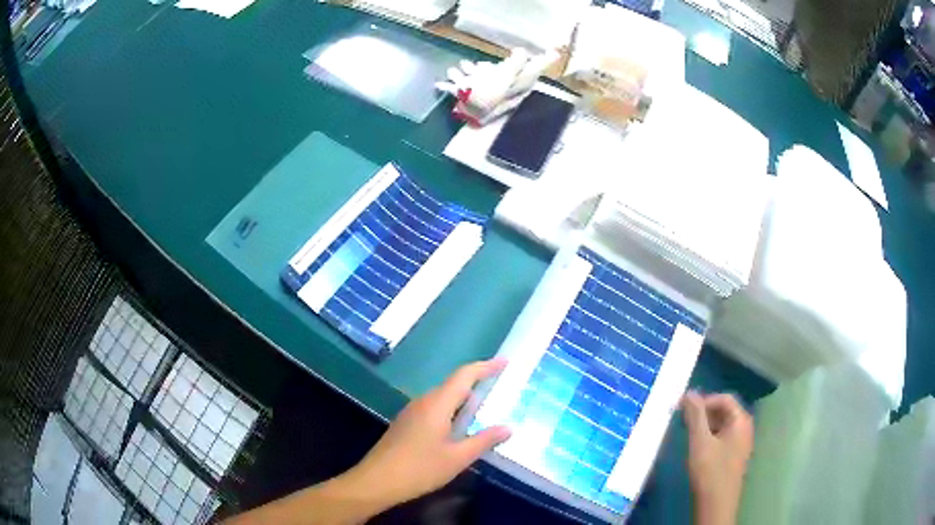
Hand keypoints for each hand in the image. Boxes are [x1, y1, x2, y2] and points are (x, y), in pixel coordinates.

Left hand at [343, 359, 511, 509]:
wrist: (376, 481)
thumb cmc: (419, 469)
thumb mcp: (457, 458)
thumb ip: (483, 440)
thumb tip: (507, 427)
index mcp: (437, 404)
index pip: (464, 375)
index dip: (485, 367)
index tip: (505, 362)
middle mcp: (423, 402)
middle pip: (453, 384)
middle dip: (477, 383)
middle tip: (500, 389)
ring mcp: (411, 412)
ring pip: (443, 397)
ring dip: (463, 399)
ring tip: (485, 409)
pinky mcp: (406, 424)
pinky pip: (433, 408)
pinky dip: (451, 411)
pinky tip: (459, 428)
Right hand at [682, 391, 753, 524]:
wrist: (717, 504)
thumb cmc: (710, 471)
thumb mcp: (700, 441)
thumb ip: (695, 416)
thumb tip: (689, 392)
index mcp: (741, 420)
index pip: (724, 398)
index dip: (703, 400)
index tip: (683, 409)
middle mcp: (745, 428)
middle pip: (725, 410)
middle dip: (704, 412)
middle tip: (683, 421)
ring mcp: (741, 442)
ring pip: (723, 425)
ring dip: (705, 425)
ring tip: (688, 433)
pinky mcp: (735, 455)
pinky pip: (723, 437)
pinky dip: (710, 436)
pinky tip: (697, 447)